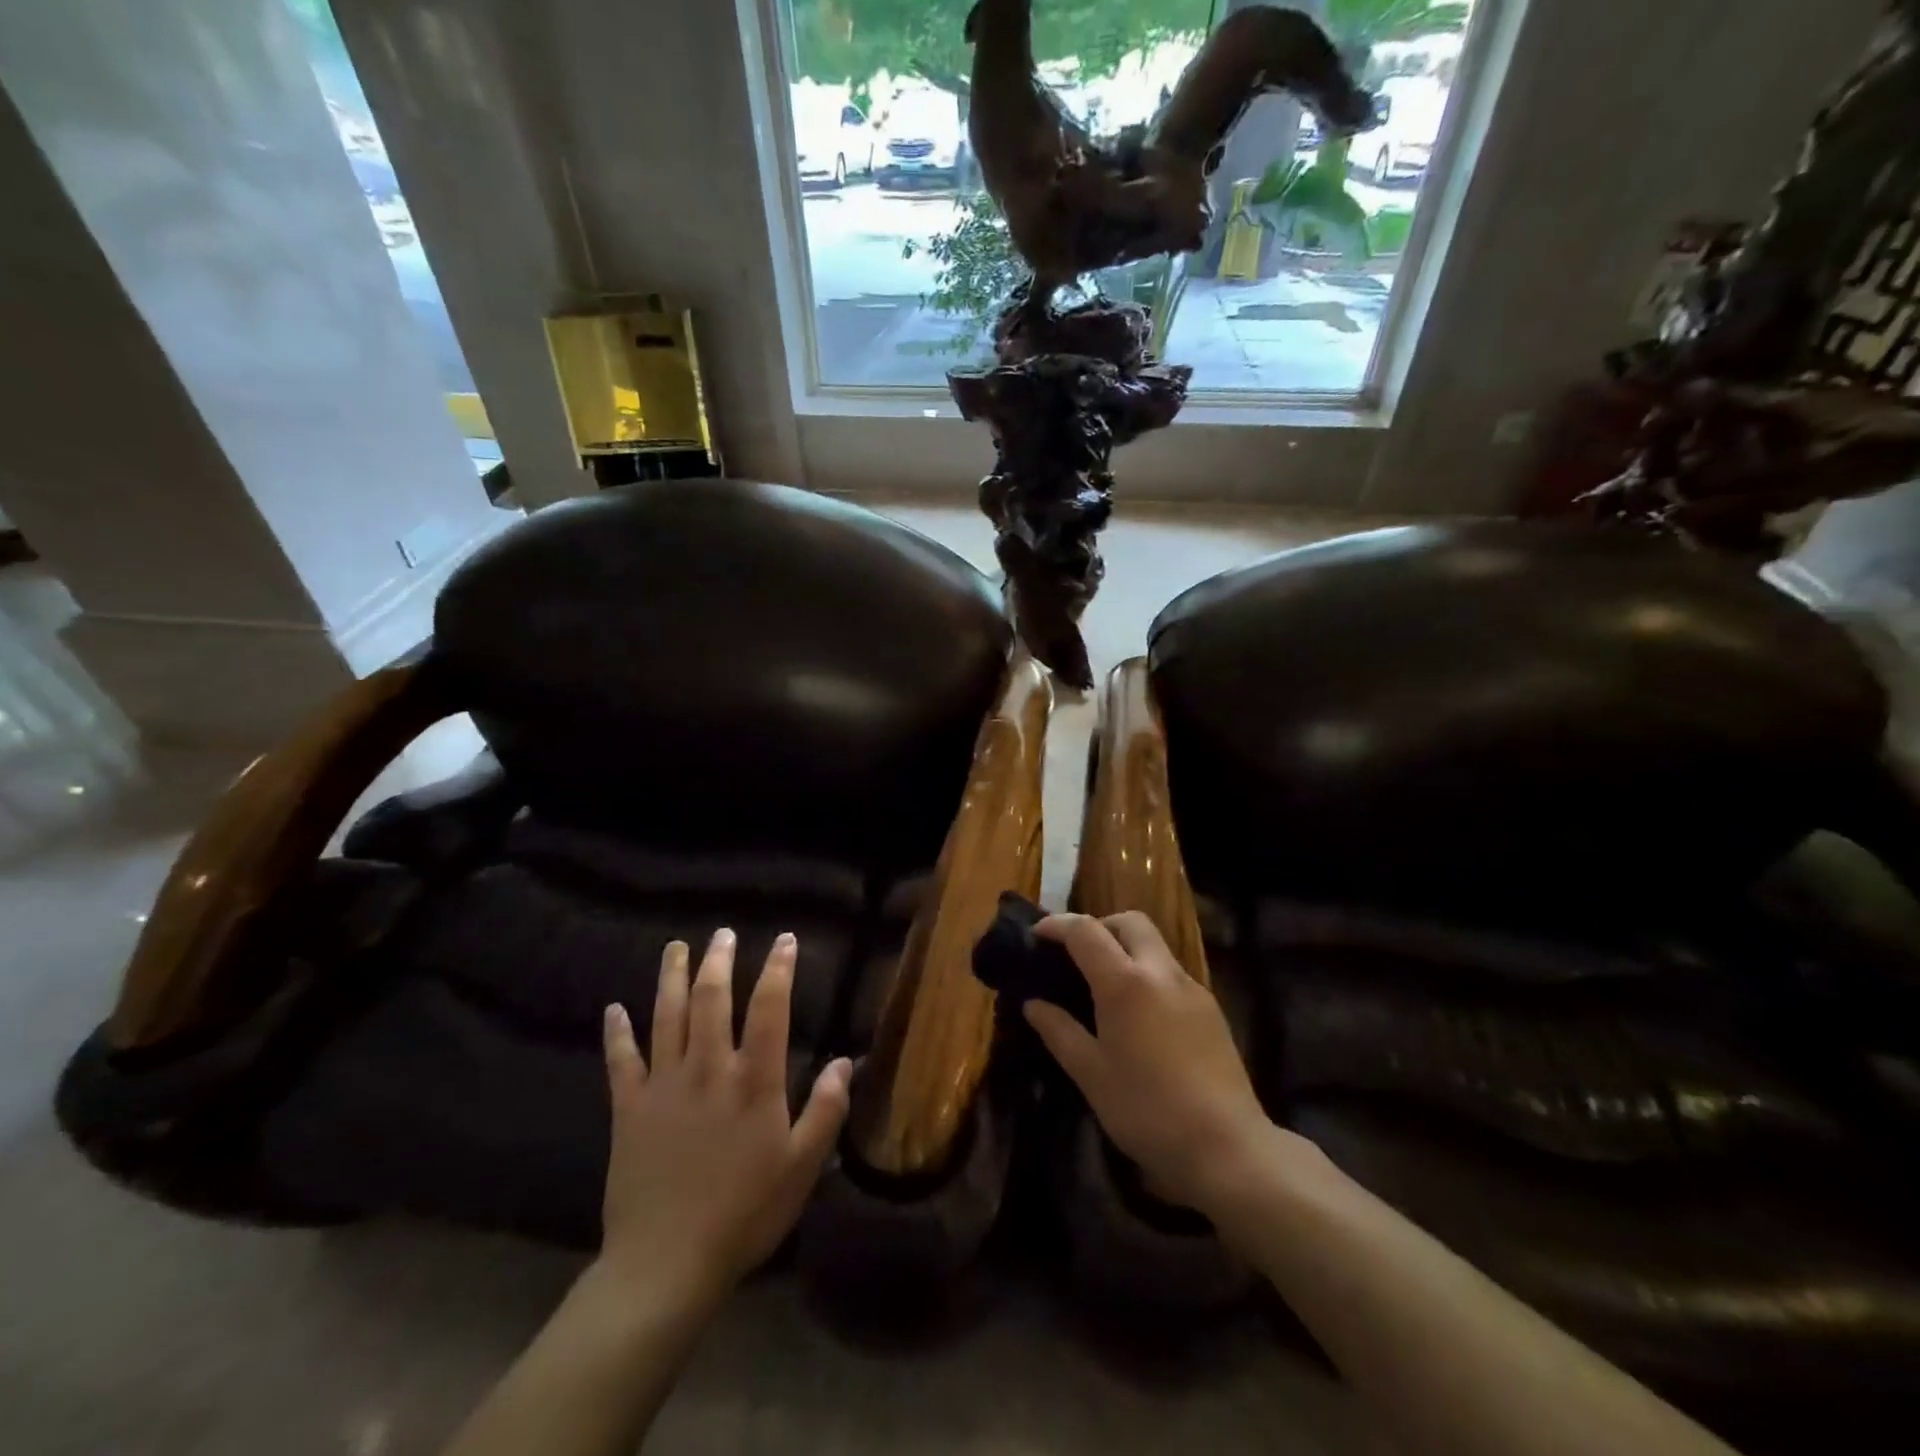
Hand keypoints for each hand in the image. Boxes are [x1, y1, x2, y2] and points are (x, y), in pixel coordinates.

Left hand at [598, 929, 851, 1306]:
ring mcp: (665, 1085)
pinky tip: (613, 1009)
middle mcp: (709, 1069)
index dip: (779, 969)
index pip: (770, 1008)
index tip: (785, 940)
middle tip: (724, 933)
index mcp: (754, 1080)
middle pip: (712, 999)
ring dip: (672, 978)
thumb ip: (826, 1110)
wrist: (665, 1265)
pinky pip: (621, 1061)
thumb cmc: (745, 1214)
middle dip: (720, 960)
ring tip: (676, 948)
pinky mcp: (629, 1110)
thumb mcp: (801, 1167)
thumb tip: (844, 1061)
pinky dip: (617, 1033)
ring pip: (667, 1017)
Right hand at [1025, 912, 1275, 1215]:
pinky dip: (1147, 972)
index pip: (1086, 931)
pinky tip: (1139, 1014)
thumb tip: (1033, 1004)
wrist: (1228, 1147)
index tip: (1036, 935)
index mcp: (1125, 983)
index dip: (1057, 925)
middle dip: (1099, 926)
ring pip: (1155, 944)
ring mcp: (1191, 988)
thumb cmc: (1147, 1111)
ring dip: (1125, 947)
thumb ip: (1059, 1031)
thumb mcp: (1091, 1074)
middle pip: (1129, 922)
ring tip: (1103, 985)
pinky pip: (1171, 972)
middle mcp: (1161, 972)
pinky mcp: (1210, 1008)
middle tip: (1076, 955)